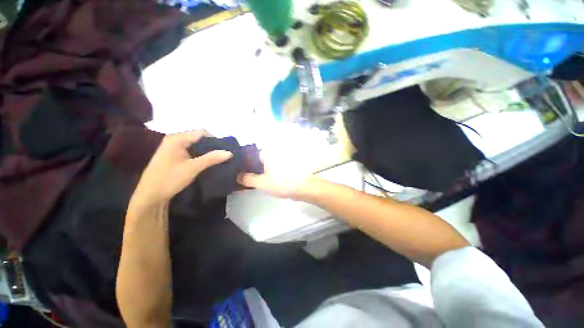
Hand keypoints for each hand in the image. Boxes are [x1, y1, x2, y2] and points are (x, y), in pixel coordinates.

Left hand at [131, 131, 232, 206]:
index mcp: (177, 138)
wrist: (150, 195)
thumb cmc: (170, 178)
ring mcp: (172, 147)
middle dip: (211, 146)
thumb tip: (230, 152)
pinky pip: (190, 150)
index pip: (202, 132)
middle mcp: (174, 139)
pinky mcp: (172, 155)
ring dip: (206, 151)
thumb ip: (212, 158)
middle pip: (198, 137)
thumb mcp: (193, 168)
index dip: (215, 140)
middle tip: (222, 155)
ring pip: (195, 144)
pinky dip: (199, 154)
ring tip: (216, 159)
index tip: (224, 150)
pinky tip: (205, 162)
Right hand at [237, 152, 323, 200]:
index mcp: (267, 155)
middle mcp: (272, 156)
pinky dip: (263, 175)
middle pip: (256, 160)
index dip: (241, 161)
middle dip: (247, 168)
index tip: (233, 169)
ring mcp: (277, 163)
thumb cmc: (282, 183)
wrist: (304, 188)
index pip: (250, 154)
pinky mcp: (281, 170)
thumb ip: (248, 179)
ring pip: (262, 166)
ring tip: (244, 180)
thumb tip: (237, 176)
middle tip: (237, 176)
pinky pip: (268, 171)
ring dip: (255, 172)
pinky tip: (257, 182)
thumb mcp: (262, 182)